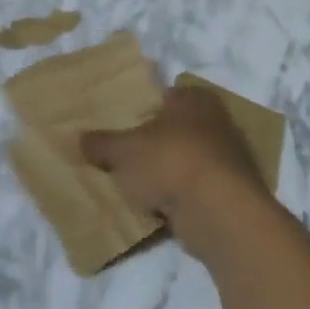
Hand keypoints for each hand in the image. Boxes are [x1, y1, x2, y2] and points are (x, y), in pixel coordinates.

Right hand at [81, 84, 270, 231]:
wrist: (220, 213)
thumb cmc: (170, 162)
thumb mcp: (122, 151)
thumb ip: (100, 143)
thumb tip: (77, 138)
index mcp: (194, 99)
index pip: (164, 95)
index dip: (141, 107)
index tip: (120, 123)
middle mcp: (218, 121)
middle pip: (176, 128)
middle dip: (154, 140)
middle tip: (123, 152)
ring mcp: (230, 158)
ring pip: (186, 158)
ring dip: (166, 170)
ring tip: (136, 182)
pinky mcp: (232, 192)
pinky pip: (195, 187)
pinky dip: (179, 195)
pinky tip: (157, 205)